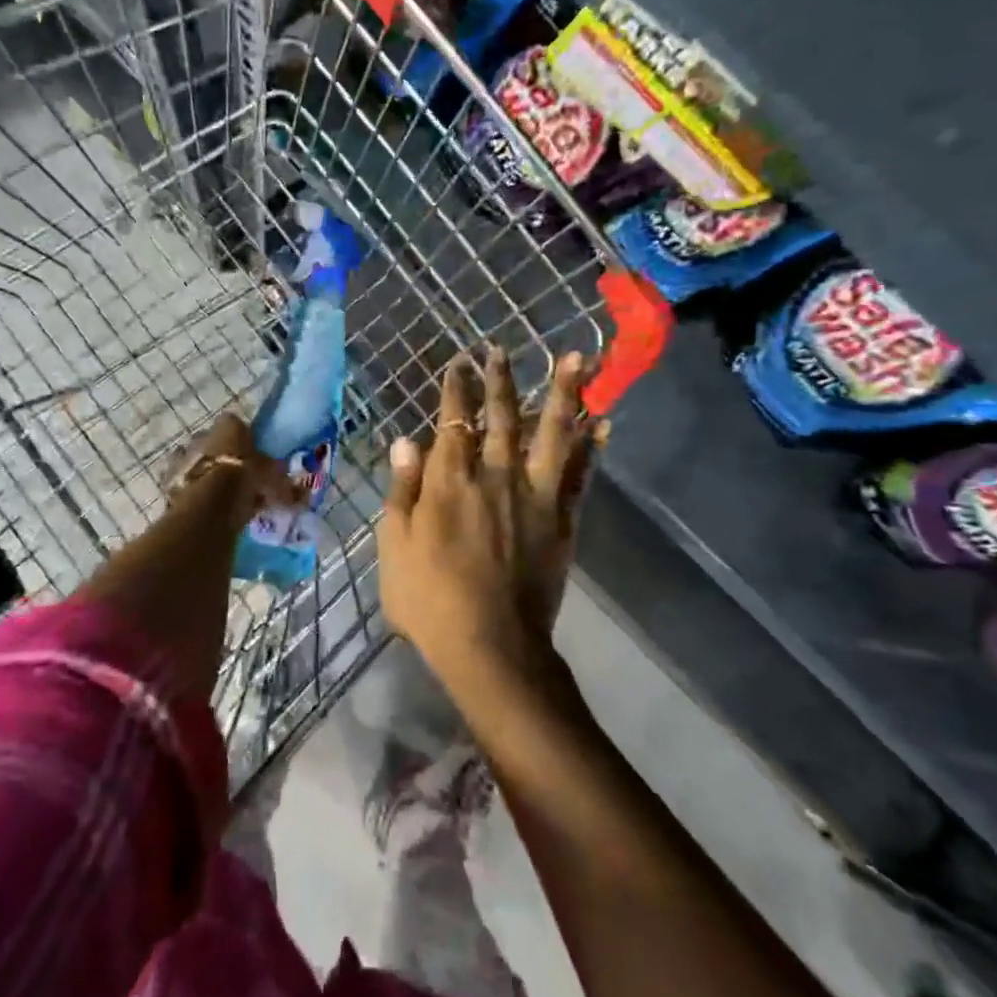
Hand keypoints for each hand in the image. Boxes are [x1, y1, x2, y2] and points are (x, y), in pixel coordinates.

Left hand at [168, 411, 304, 526]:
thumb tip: (303, 496)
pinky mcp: (169, 480)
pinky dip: (192, 492)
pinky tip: (204, 507)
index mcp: (228, 426)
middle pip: (213, 442)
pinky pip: (184, 483)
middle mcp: (203, 435)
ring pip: (196, 462)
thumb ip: (285, 486)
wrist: (207, 505)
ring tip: (219, 496)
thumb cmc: (244, 480)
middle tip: (236, 478)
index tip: (252, 455)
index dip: (243, 439)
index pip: (235, 424)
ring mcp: (183, 457)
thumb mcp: (273, 482)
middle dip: (222, 457)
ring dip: (205, 474)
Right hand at [376, 347, 603, 675]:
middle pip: (501, 416)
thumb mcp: (394, 546)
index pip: (452, 421)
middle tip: (500, 350)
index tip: (458, 364)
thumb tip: (406, 441)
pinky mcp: (563, 519)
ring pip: (552, 433)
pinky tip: (603, 423)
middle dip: (499, 379)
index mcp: (449, 481)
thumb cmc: (429, 600)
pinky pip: (581, 474)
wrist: (491, 646)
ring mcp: (535, 495)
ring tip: (575, 359)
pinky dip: (592, 446)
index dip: (455, 390)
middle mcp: (495, 475)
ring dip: (562, 393)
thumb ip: (402, 490)